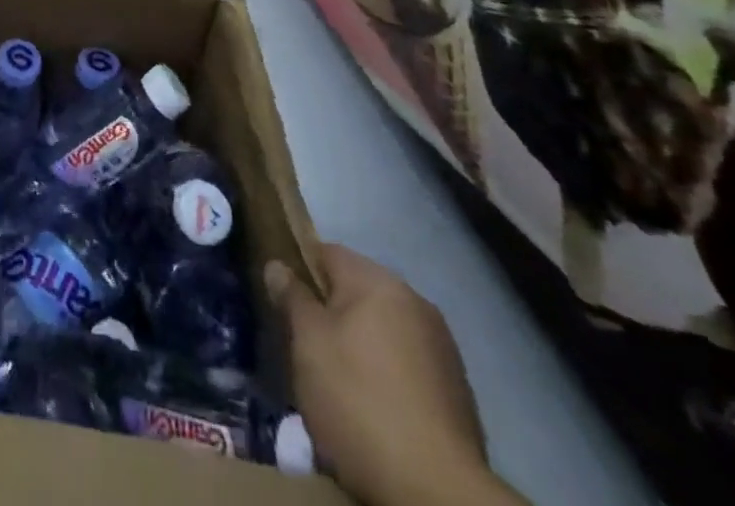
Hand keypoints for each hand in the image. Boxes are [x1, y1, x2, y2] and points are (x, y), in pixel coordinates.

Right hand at [266, 248, 519, 505]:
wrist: (437, 492)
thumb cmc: (359, 400)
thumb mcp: (309, 343)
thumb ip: (292, 297)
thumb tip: (278, 265)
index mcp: (378, 281)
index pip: (326, 253)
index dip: (299, 271)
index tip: (282, 303)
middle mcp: (415, 302)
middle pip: (356, 292)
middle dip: (329, 314)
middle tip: (305, 349)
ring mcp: (441, 348)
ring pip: (382, 330)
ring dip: (359, 346)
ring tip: (337, 385)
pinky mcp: (456, 392)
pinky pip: (406, 366)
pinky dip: (386, 377)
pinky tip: (373, 410)